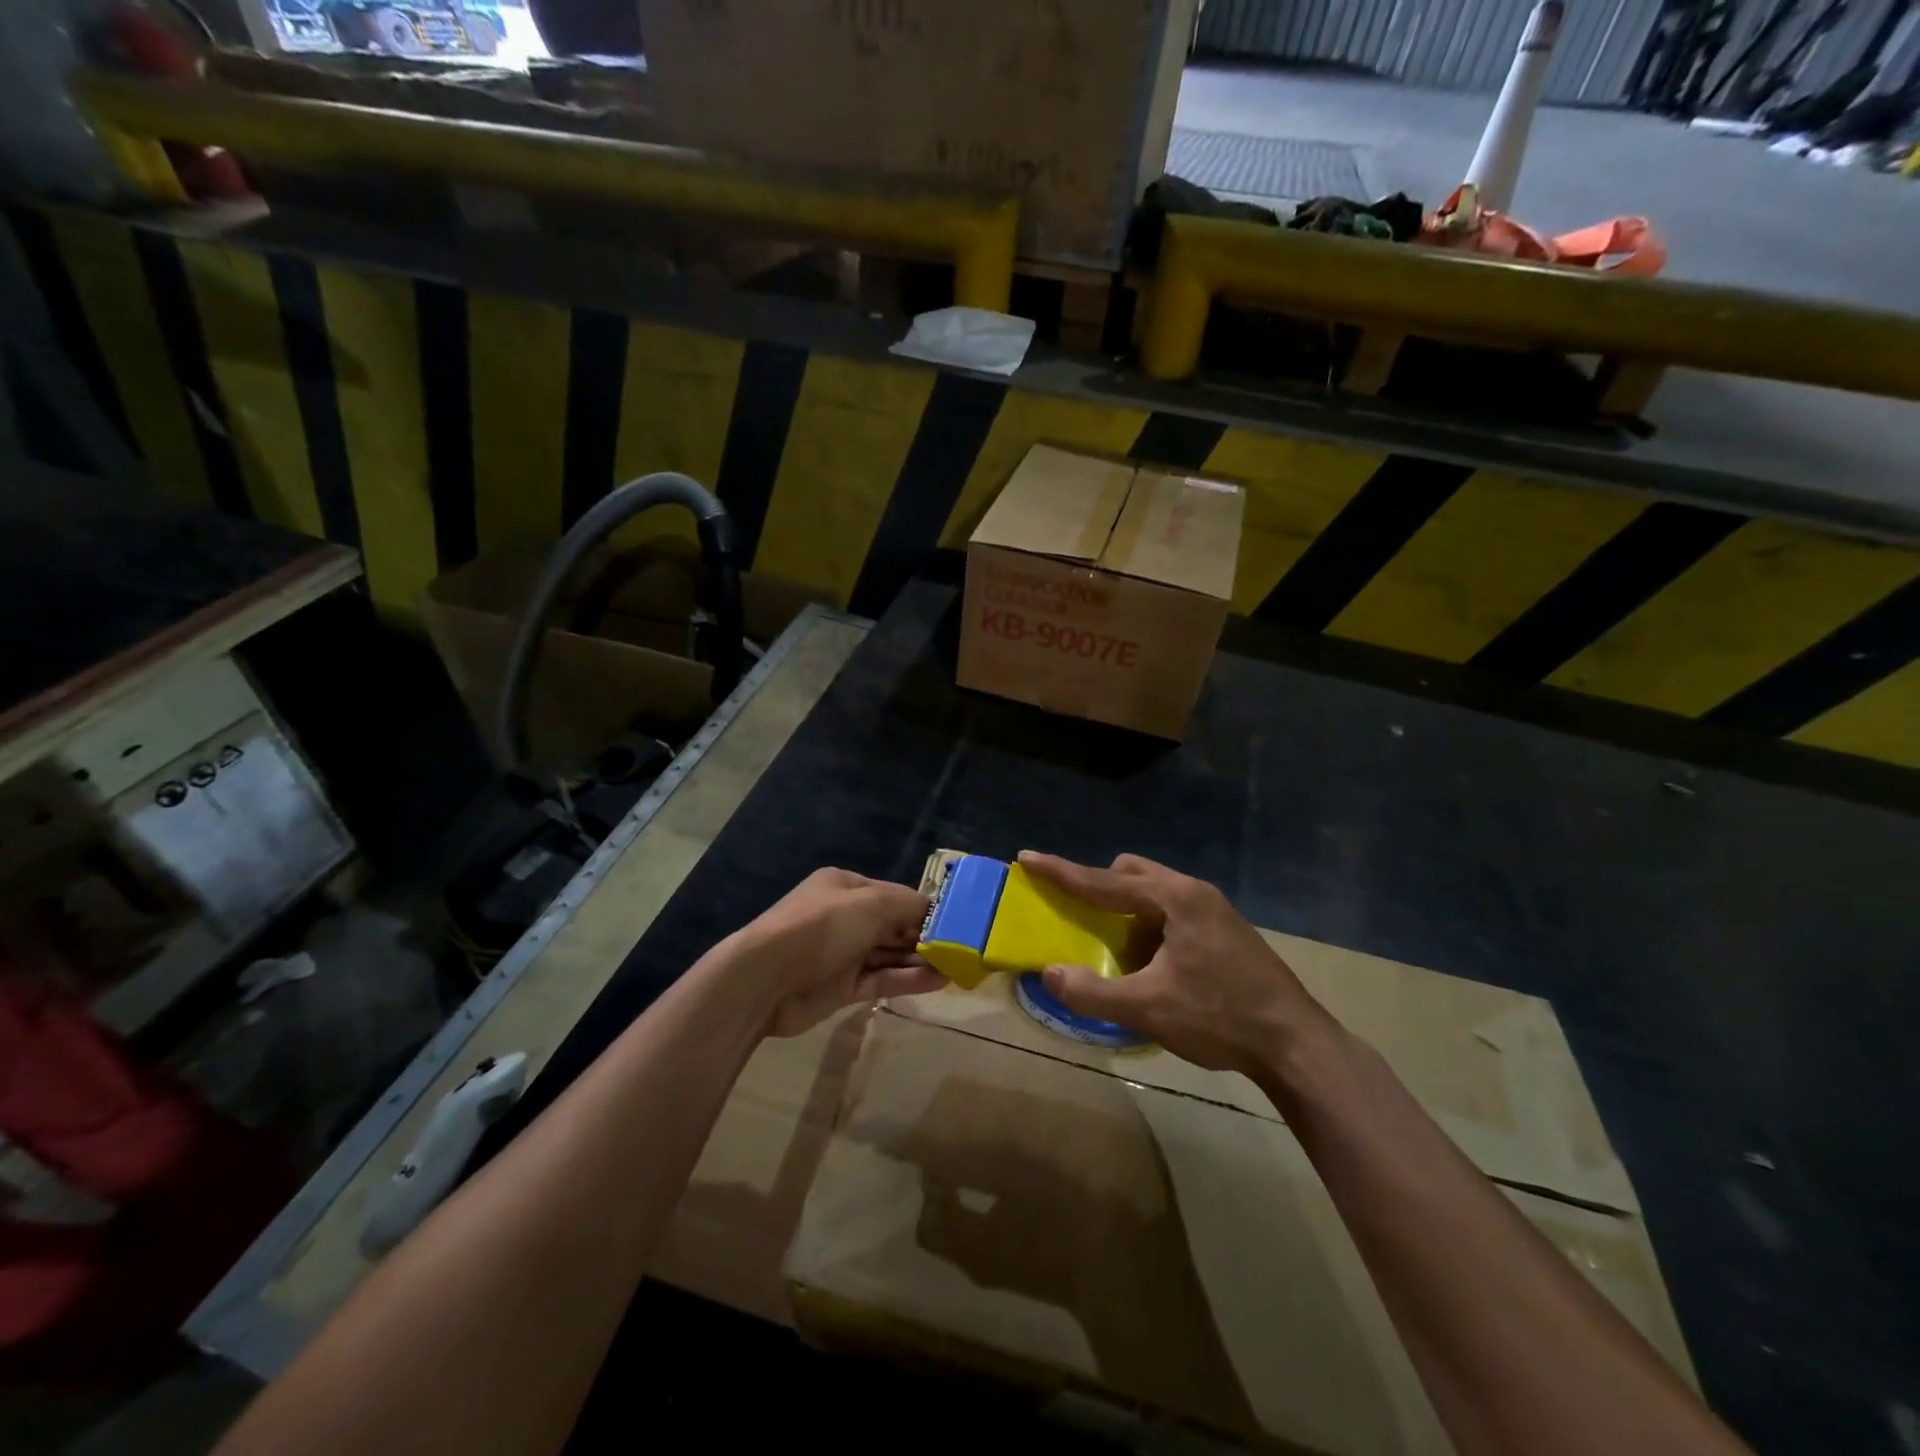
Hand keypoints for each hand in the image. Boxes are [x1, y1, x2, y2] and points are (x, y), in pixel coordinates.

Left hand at [725, 868, 944, 1037]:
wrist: (766, 979)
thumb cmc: (821, 928)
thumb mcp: (870, 904)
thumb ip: (908, 904)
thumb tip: (936, 910)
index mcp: (846, 887)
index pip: (895, 895)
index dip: (925, 909)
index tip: (957, 922)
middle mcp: (845, 916)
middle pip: (894, 924)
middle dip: (925, 936)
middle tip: (964, 948)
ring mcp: (842, 953)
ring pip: (890, 954)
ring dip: (921, 959)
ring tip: (959, 967)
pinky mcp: (842, 987)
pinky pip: (882, 979)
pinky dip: (908, 980)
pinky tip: (938, 981)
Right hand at [1018, 852, 1331, 1076]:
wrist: (1296, 1044)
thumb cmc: (1221, 1017)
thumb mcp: (1149, 1009)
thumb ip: (1093, 992)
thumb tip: (1049, 974)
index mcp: (1175, 899)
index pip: (1104, 881)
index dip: (1062, 871)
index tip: (1028, 858)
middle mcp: (1194, 892)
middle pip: (1132, 873)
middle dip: (1099, 888)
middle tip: (1079, 918)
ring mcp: (1215, 909)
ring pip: (1155, 891)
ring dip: (1127, 910)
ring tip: (1117, 949)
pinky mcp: (1225, 930)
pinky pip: (1172, 910)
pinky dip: (1150, 925)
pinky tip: (1154, 964)